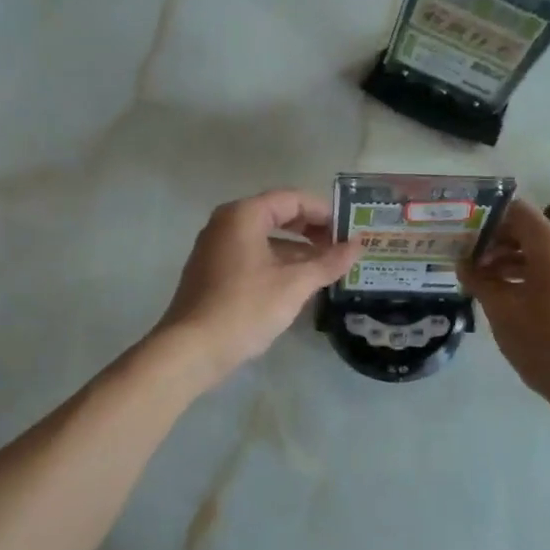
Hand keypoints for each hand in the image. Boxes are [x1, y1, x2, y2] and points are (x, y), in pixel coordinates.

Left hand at [154, 189, 361, 388]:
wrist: (191, 349)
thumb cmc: (245, 308)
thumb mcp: (294, 285)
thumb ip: (328, 262)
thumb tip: (357, 245)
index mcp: (243, 215)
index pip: (292, 199)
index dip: (324, 212)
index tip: (350, 229)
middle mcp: (226, 223)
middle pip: (278, 215)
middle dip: (312, 230)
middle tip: (341, 247)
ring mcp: (216, 247)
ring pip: (265, 238)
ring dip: (297, 249)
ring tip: (327, 268)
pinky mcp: (213, 271)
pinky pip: (252, 255)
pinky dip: (278, 262)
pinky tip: (298, 283)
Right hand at [462, 199, 549, 413]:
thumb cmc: (545, 342)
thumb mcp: (502, 310)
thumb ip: (479, 280)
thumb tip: (464, 264)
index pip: (516, 211)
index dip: (486, 219)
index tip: (463, 236)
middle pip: (529, 231)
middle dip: (496, 243)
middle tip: (466, 262)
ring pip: (542, 253)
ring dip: (511, 261)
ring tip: (483, 283)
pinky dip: (531, 275)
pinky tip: (511, 299)